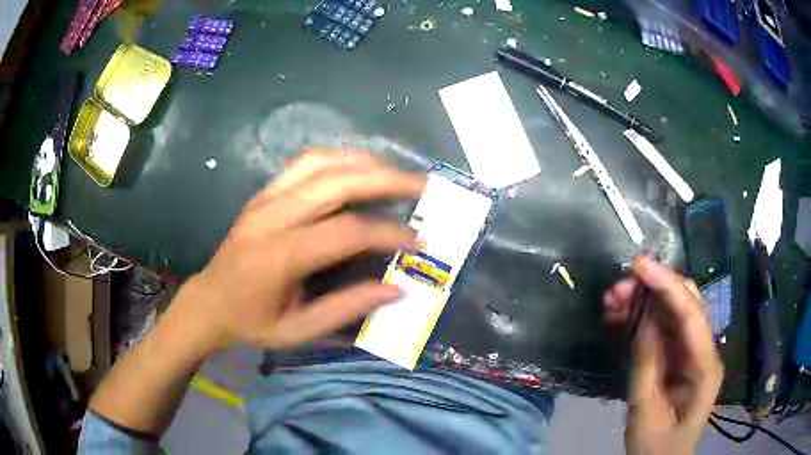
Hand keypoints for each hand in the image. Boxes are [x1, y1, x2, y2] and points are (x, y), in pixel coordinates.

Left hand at [175, 149, 424, 352]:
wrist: (208, 302)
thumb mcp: (299, 330)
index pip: (347, 231)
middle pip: (337, 182)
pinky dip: (337, 158)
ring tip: (394, 173)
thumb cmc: (251, 322)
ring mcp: (265, 198)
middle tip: (421, 187)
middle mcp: (273, 216)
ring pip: (321, 162)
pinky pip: (304, 163)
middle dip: (386, 181)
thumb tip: (396, 289)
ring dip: (363, 162)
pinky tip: (357, 168)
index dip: (388, 233)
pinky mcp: (263, 193)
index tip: (418, 240)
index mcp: (281, 255)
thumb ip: (347, 308)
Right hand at [603, 256, 723, 454]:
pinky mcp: (679, 357)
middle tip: (617, 289)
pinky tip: (621, 318)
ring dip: (645, 302)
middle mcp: (704, 350)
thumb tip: (642, 316)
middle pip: (686, 303)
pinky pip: (663, 329)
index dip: (666, 284)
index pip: (691, 313)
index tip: (638, 264)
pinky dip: (642, 320)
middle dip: (654, 288)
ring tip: (613, 302)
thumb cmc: (655, 446)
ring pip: (672, 312)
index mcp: (704, 365)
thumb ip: (647, 364)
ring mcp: (692, 352)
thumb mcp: (646, 411)